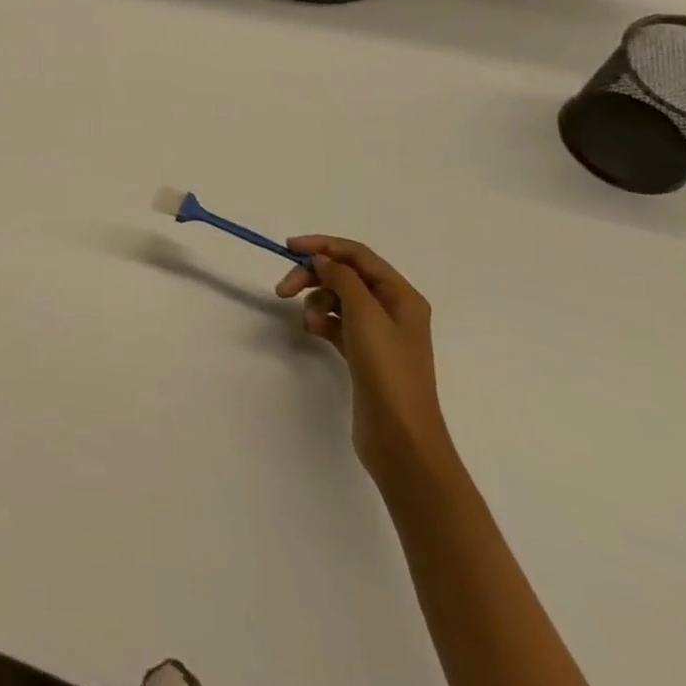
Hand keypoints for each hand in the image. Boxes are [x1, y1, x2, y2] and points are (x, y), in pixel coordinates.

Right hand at [276, 237, 454, 486]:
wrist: (401, 439)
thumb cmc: (387, 370)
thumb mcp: (365, 314)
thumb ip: (342, 278)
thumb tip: (323, 260)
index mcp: (401, 295)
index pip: (358, 255)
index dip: (323, 245)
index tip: (289, 249)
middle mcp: (392, 309)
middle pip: (345, 276)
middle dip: (314, 277)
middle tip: (283, 289)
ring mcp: (378, 334)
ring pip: (338, 299)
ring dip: (317, 301)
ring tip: (307, 322)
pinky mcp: (364, 354)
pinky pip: (336, 323)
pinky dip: (322, 322)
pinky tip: (312, 332)